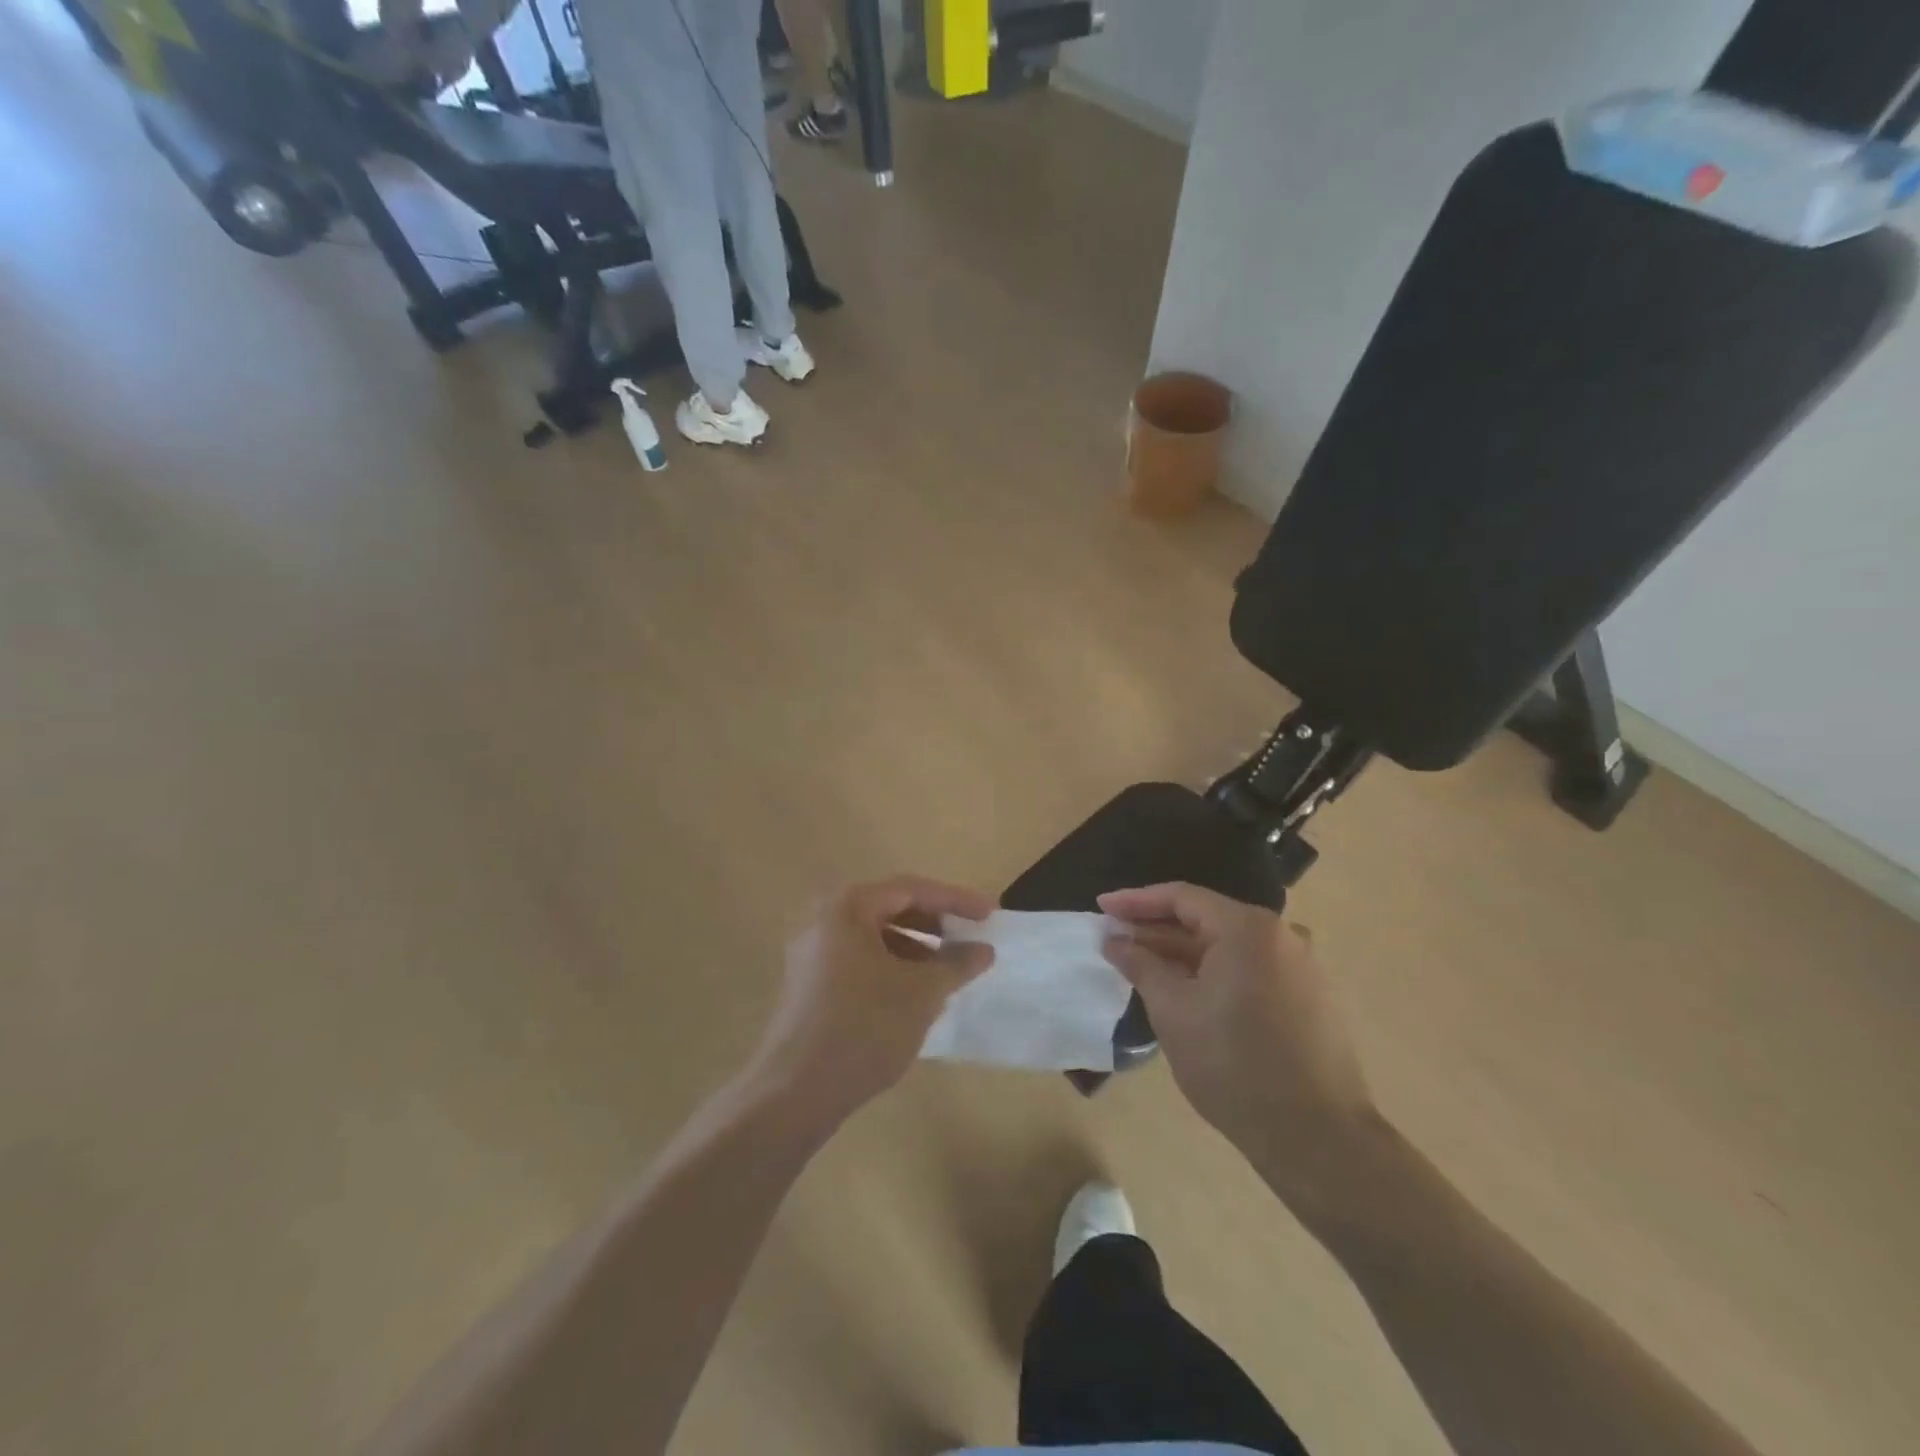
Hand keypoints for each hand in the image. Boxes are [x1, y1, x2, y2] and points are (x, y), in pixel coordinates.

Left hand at [746, 877, 995, 1128]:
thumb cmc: (864, 1027)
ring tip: (947, 972)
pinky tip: (914, 995)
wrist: (795, 1092)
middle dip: (934, 923)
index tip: (990, 914)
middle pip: (890, 908)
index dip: (955, 900)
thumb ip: (956, 963)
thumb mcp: (921, 992)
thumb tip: (984, 949)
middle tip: (969, 939)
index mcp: (847, 907)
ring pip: (875, 937)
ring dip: (915, 948)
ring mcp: (811, 952)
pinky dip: (891, 967)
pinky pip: (859, 960)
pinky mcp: (808, 984)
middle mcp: (823, 919)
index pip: (911, 889)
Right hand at [1100, 883, 1375, 1172]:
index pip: (1182, 897)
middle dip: (1157, 929)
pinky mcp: (1311, 997)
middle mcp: (1281, 935)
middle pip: (1207, 919)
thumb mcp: (1173, 1011)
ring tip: (1144, 966)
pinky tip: (1188, 991)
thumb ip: (1141, 965)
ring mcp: (1302, 967)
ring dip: (1184, 953)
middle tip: (1115, 939)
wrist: (1317, 1138)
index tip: (1102, 908)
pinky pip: (1251, 969)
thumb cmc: (1234, 1066)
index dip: (1136, 901)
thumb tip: (1115, 941)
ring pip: (1229, 947)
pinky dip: (1214, 972)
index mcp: (1248, 928)